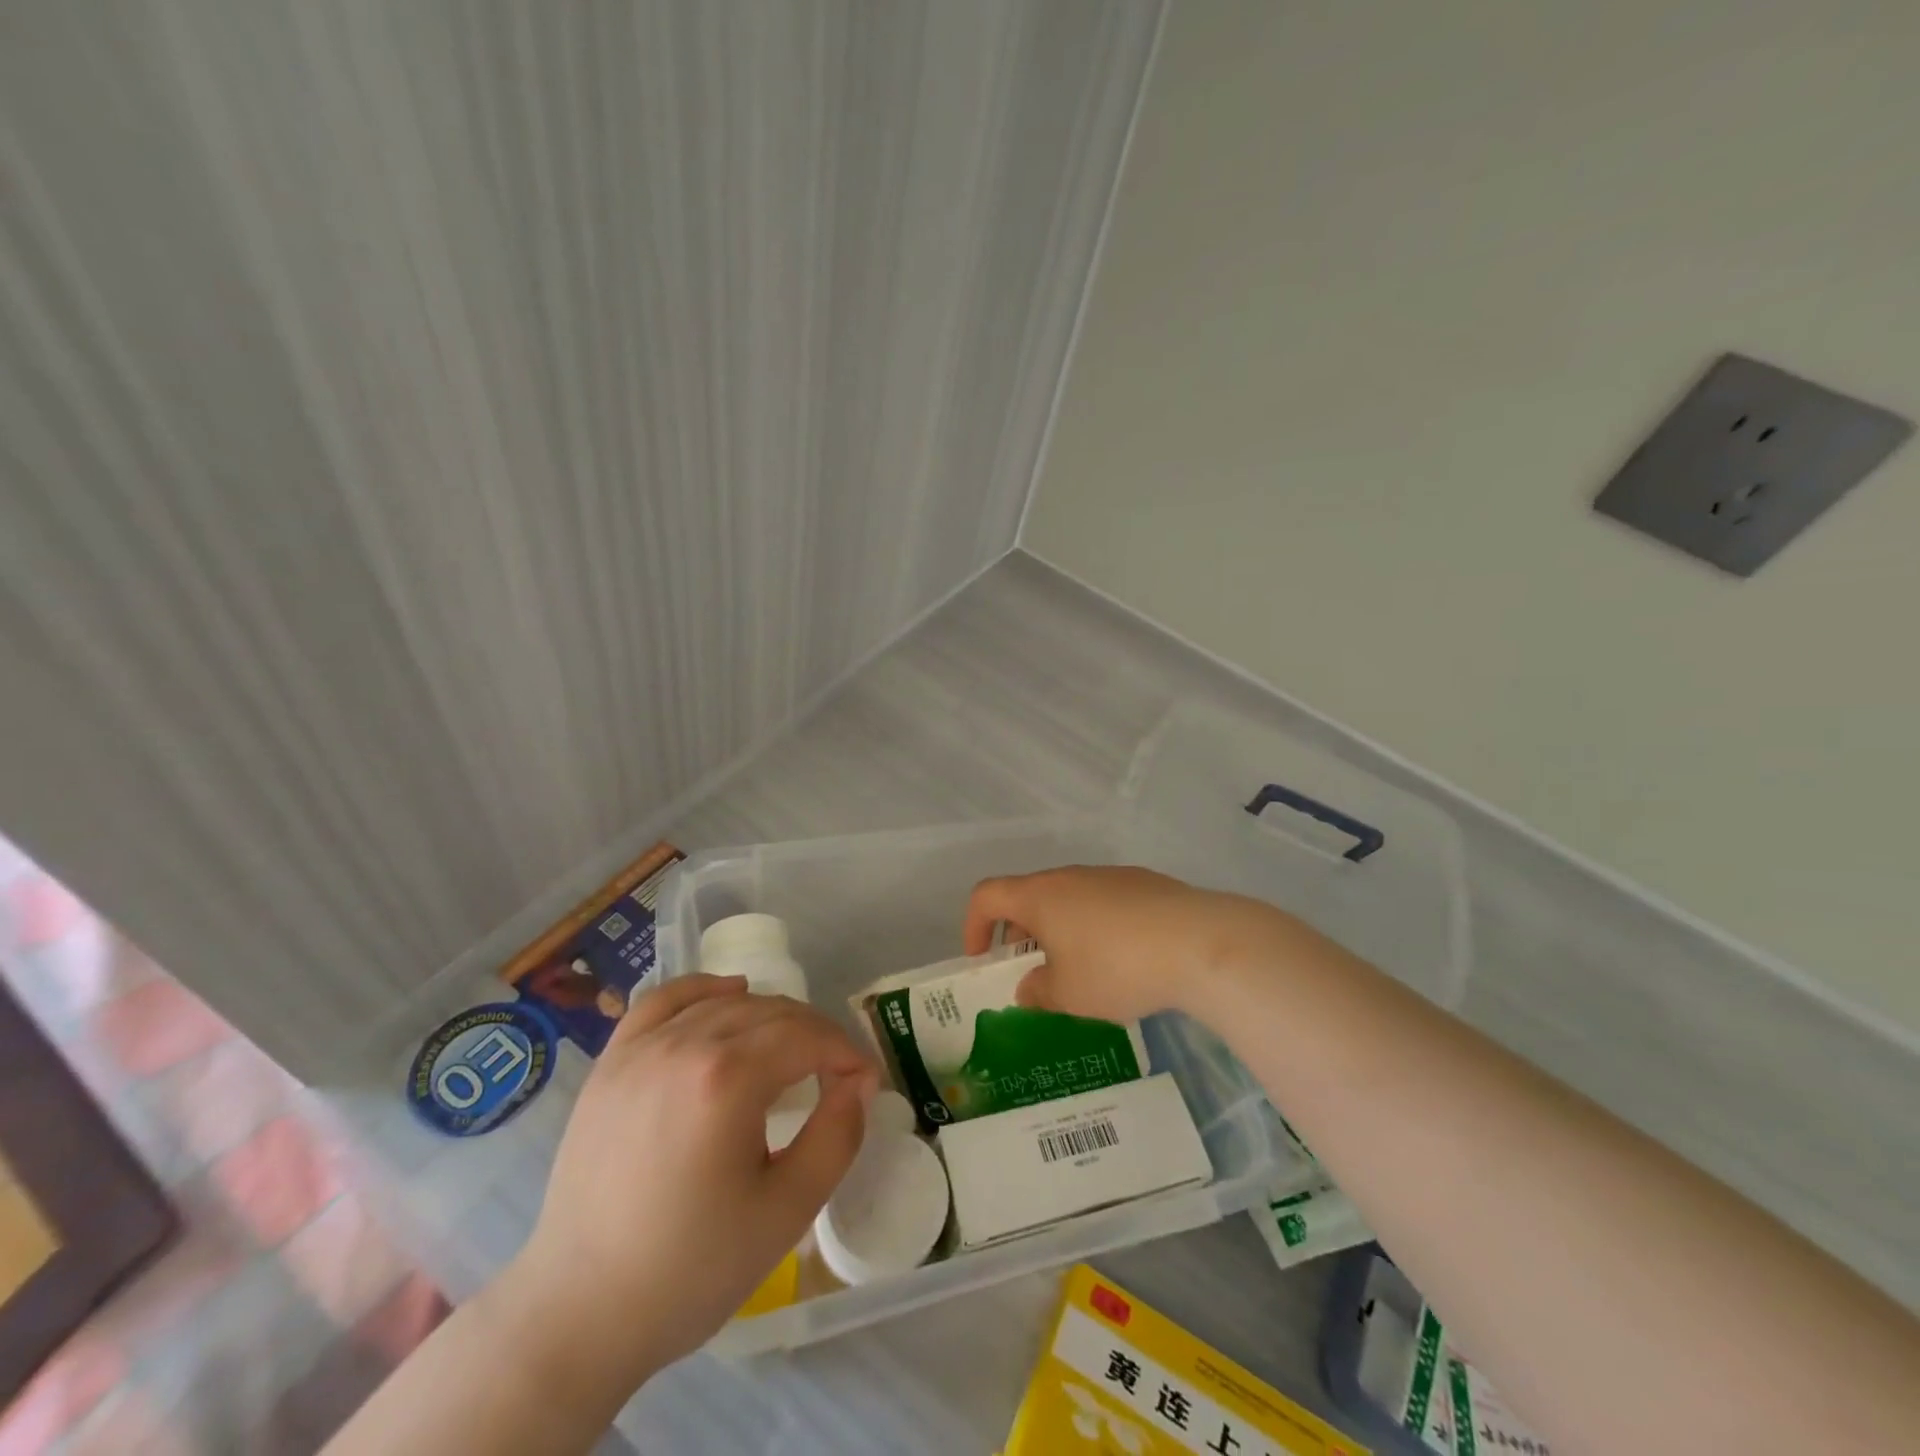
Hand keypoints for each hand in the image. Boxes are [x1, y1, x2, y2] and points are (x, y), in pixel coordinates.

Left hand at [512, 975, 878, 1378]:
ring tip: (789, 1052)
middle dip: (815, 1035)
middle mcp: (684, 1044)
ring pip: (726, 1002)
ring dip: (770, 1017)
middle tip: (835, 1074)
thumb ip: (837, 1135)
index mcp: (728, 1078)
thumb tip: (858, 1082)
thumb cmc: (690, 1269)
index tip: (865, 1083)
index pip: (807, 1037)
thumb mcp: (787, 1211)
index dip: (846, 1054)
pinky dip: (705, 991)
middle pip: (772, 1013)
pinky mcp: (612, 1063)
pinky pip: (666, 1000)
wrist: (579, 1313)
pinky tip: (727, 998)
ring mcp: (641, 1048)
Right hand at [963, 865, 1296, 1022]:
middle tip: (1030, 971)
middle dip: (1019, 933)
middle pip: (1029, 895)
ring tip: (1078, 970)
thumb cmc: (1117, 968)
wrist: (1198, 942)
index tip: (982, 961)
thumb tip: (1028, 987)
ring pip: (1069, 898)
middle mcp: (1070, 876)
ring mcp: (1110, 876)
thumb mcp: (1069, 995)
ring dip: (1059, 929)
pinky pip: (1103, 902)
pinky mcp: (1145, 883)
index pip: (987, 895)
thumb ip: (1038, 992)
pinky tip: (1121, 959)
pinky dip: (1095, 925)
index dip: (974, 926)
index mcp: (1040, 895)